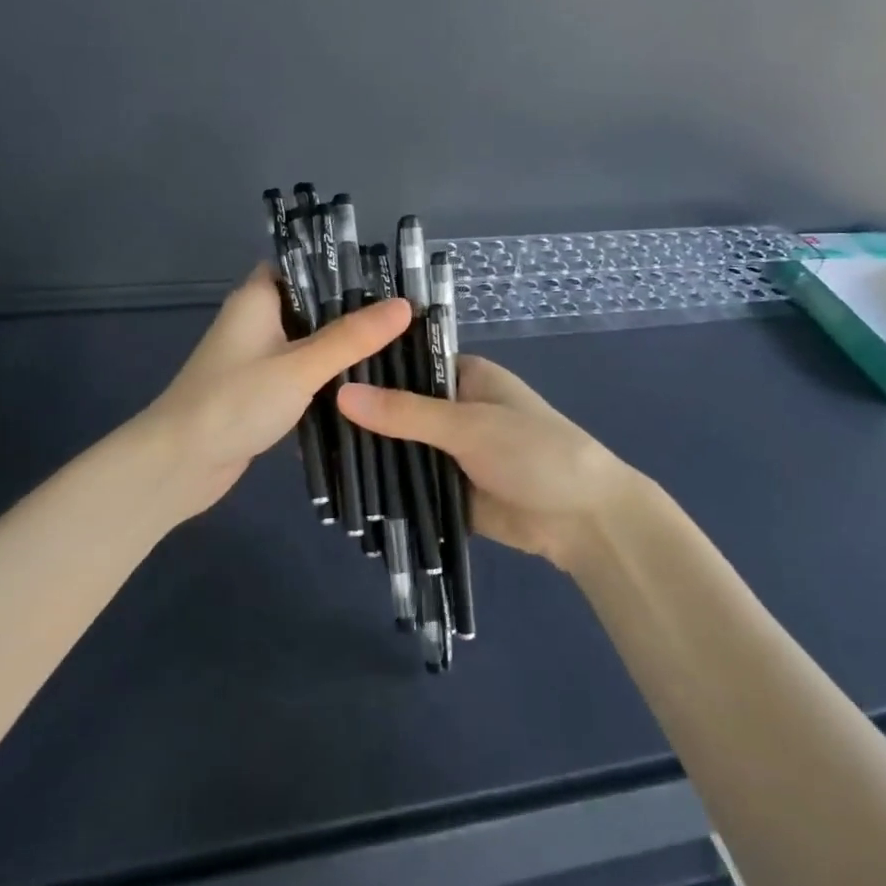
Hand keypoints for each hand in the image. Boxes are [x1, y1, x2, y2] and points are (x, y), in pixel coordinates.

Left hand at [145, 264, 409, 514]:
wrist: (178, 465)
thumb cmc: (235, 401)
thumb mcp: (300, 366)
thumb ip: (351, 337)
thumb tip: (405, 305)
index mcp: (257, 298)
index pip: (301, 266)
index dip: (340, 269)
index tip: (388, 279)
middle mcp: (255, 322)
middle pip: (310, 307)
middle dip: (352, 314)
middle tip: (406, 318)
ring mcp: (256, 360)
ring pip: (308, 345)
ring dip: (342, 351)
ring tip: (398, 349)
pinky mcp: (260, 394)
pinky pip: (301, 376)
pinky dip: (326, 381)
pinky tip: (365, 388)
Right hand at [338, 355, 649, 572]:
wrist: (582, 521)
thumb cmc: (534, 452)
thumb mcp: (467, 426)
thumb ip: (405, 413)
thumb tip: (340, 394)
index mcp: (463, 377)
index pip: (404, 364)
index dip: (367, 369)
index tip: (319, 375)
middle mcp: (452, 409)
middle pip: (396, 408)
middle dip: (361, 417)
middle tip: (302, 418)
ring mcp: (447, 451)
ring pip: (399, 447)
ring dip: (369, 453)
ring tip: (310, 452)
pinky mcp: (446, 488)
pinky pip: (407, 482)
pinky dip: (383, 485)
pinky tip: (339, 486)